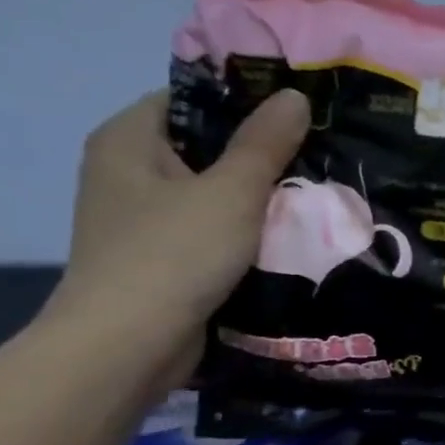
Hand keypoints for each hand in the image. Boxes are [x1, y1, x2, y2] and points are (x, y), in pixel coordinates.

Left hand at [47, 89, 309, 378]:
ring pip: (212, 195)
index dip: (245, 102)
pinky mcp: (160, 260)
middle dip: (260, 155)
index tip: (298, 114)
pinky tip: (287, 238)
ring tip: (313, 195)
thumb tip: (294, 96)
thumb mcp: (231, 191)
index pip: (192, 100)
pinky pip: (210, 233)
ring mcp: (141, 220)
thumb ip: (265, 143)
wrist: (128, 348)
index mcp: (129, 140)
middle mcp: (126, 173)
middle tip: (317, 155)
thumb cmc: (174, 254)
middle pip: (205, 148)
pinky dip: (244, 234)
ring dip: (257, 199)